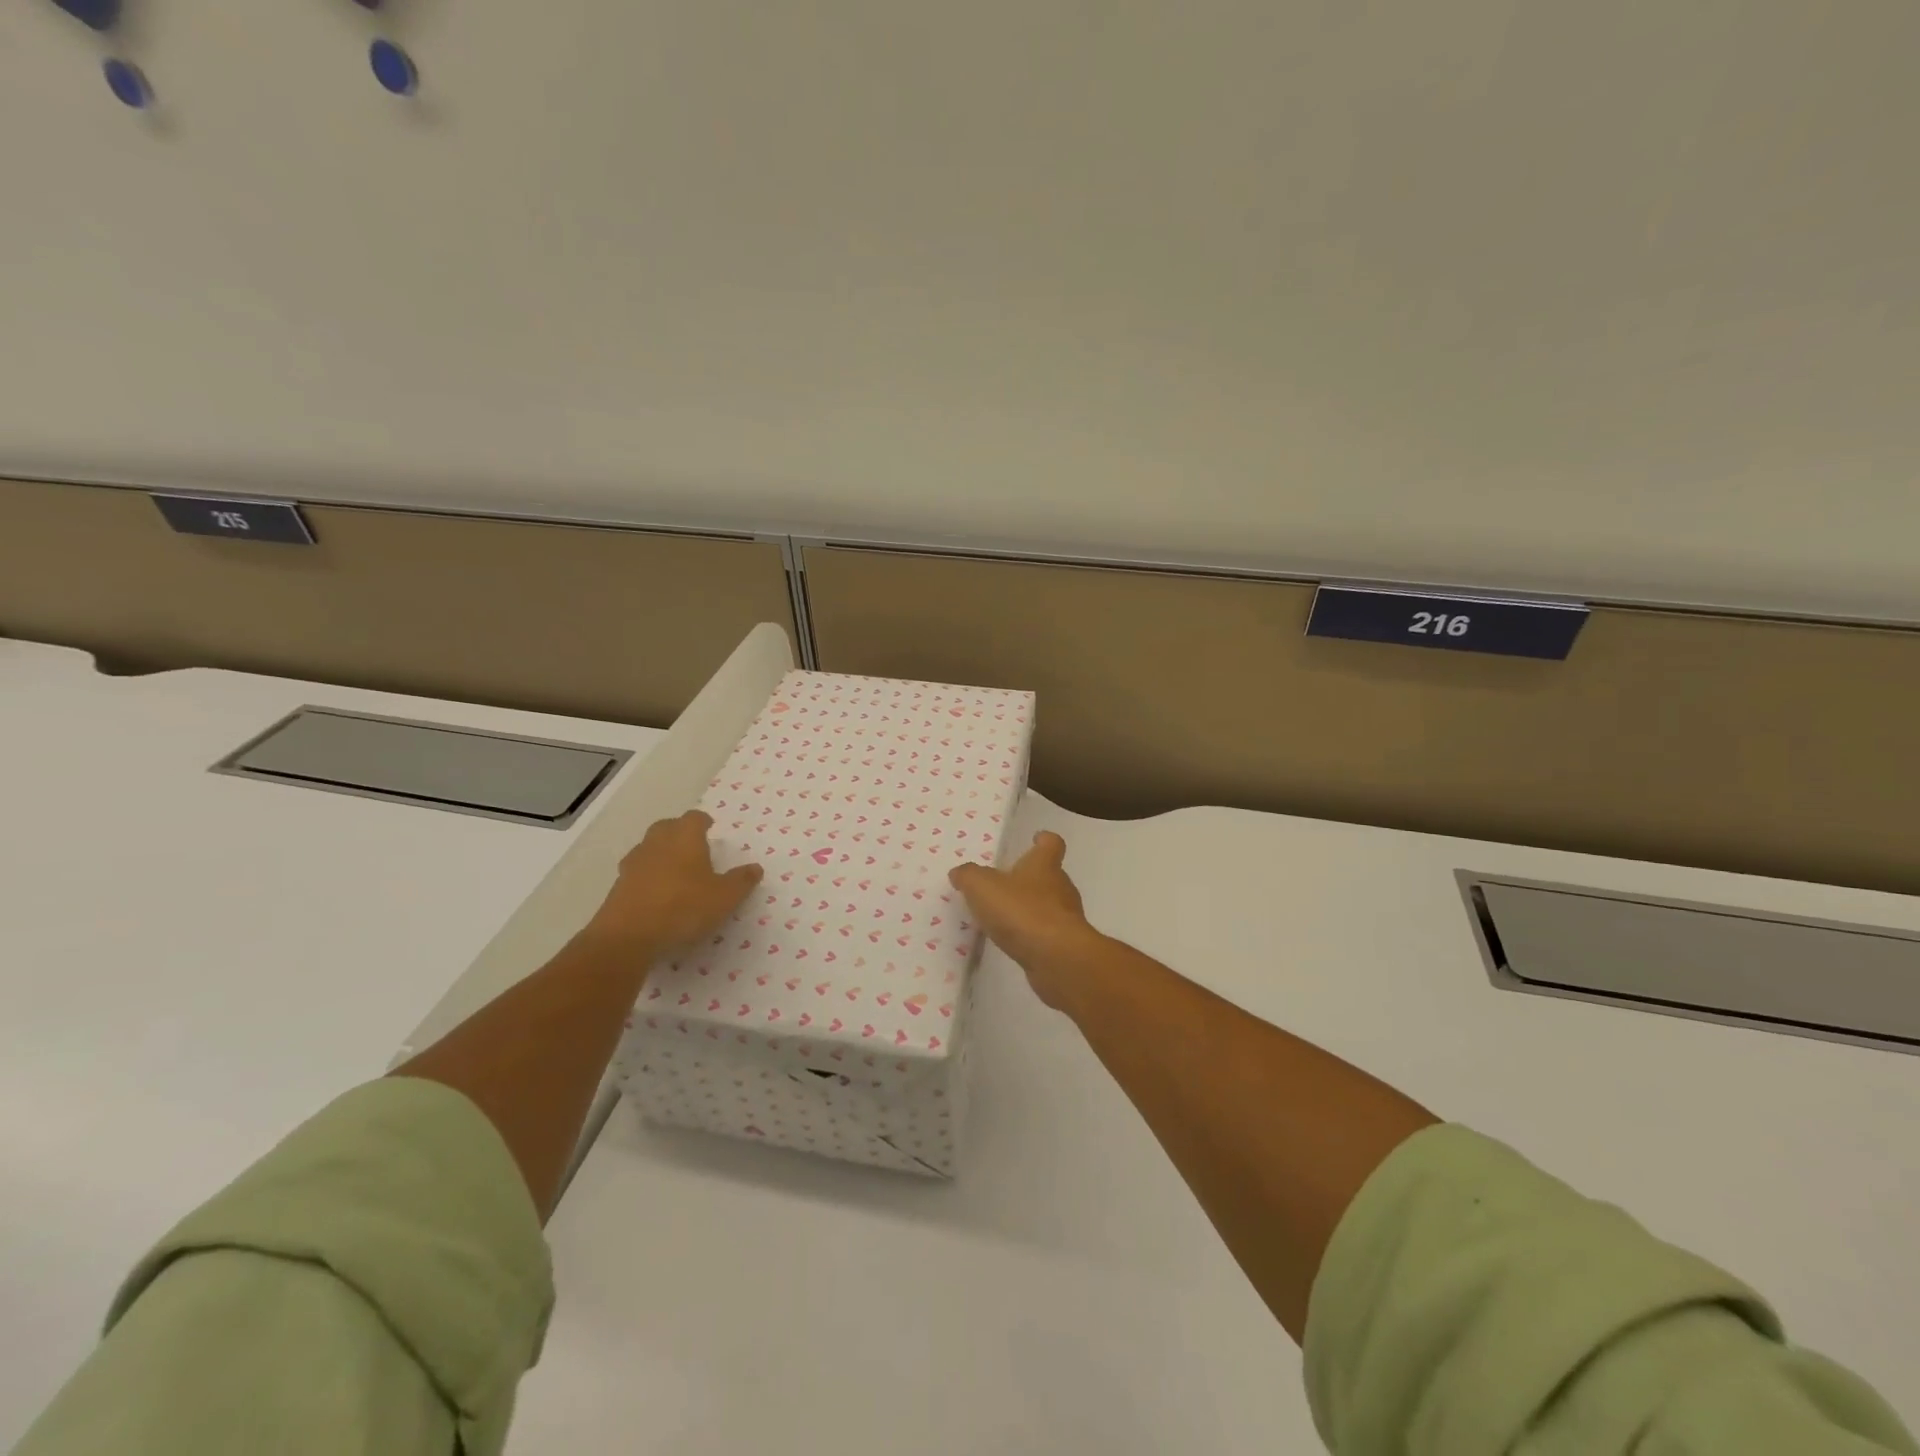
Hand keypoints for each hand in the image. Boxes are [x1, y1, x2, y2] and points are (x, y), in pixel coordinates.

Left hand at [582, 811, 762, 960]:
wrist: (627, 936)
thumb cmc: (683, 908)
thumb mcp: (724, 898)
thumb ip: (741, 881)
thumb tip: (755, 868)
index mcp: (685, 837)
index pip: (694, 818)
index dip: (703, 821)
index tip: (709, 828)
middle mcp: (657, 843)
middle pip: (667, 827)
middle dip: (679, 832)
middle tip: (693, 846)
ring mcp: (634, 863)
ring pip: (649, 848)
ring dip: (661, 853)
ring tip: (675, 871)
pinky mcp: (618, 885)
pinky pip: (637, 872)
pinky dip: (647, 876)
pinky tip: (656, 893)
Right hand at [950, 831, 1101, 1009]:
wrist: (1057, 958)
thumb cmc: (1022, 911)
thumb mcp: (983, 887)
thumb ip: (969, 876)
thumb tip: (960, 872)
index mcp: (1044, 865)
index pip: (1051, 844)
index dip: (1044, 840)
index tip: (1036, 838)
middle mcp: (1060, 887)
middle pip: (1050, 876)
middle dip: (1031, 878)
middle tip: (1007, 884)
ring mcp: (1066, 918)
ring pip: (1049, 906)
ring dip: (1030, 909)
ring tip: (1004, 917)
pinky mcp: (1064, 946)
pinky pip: (1046, 934)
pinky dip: (1032, 935)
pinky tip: (1013, 942)